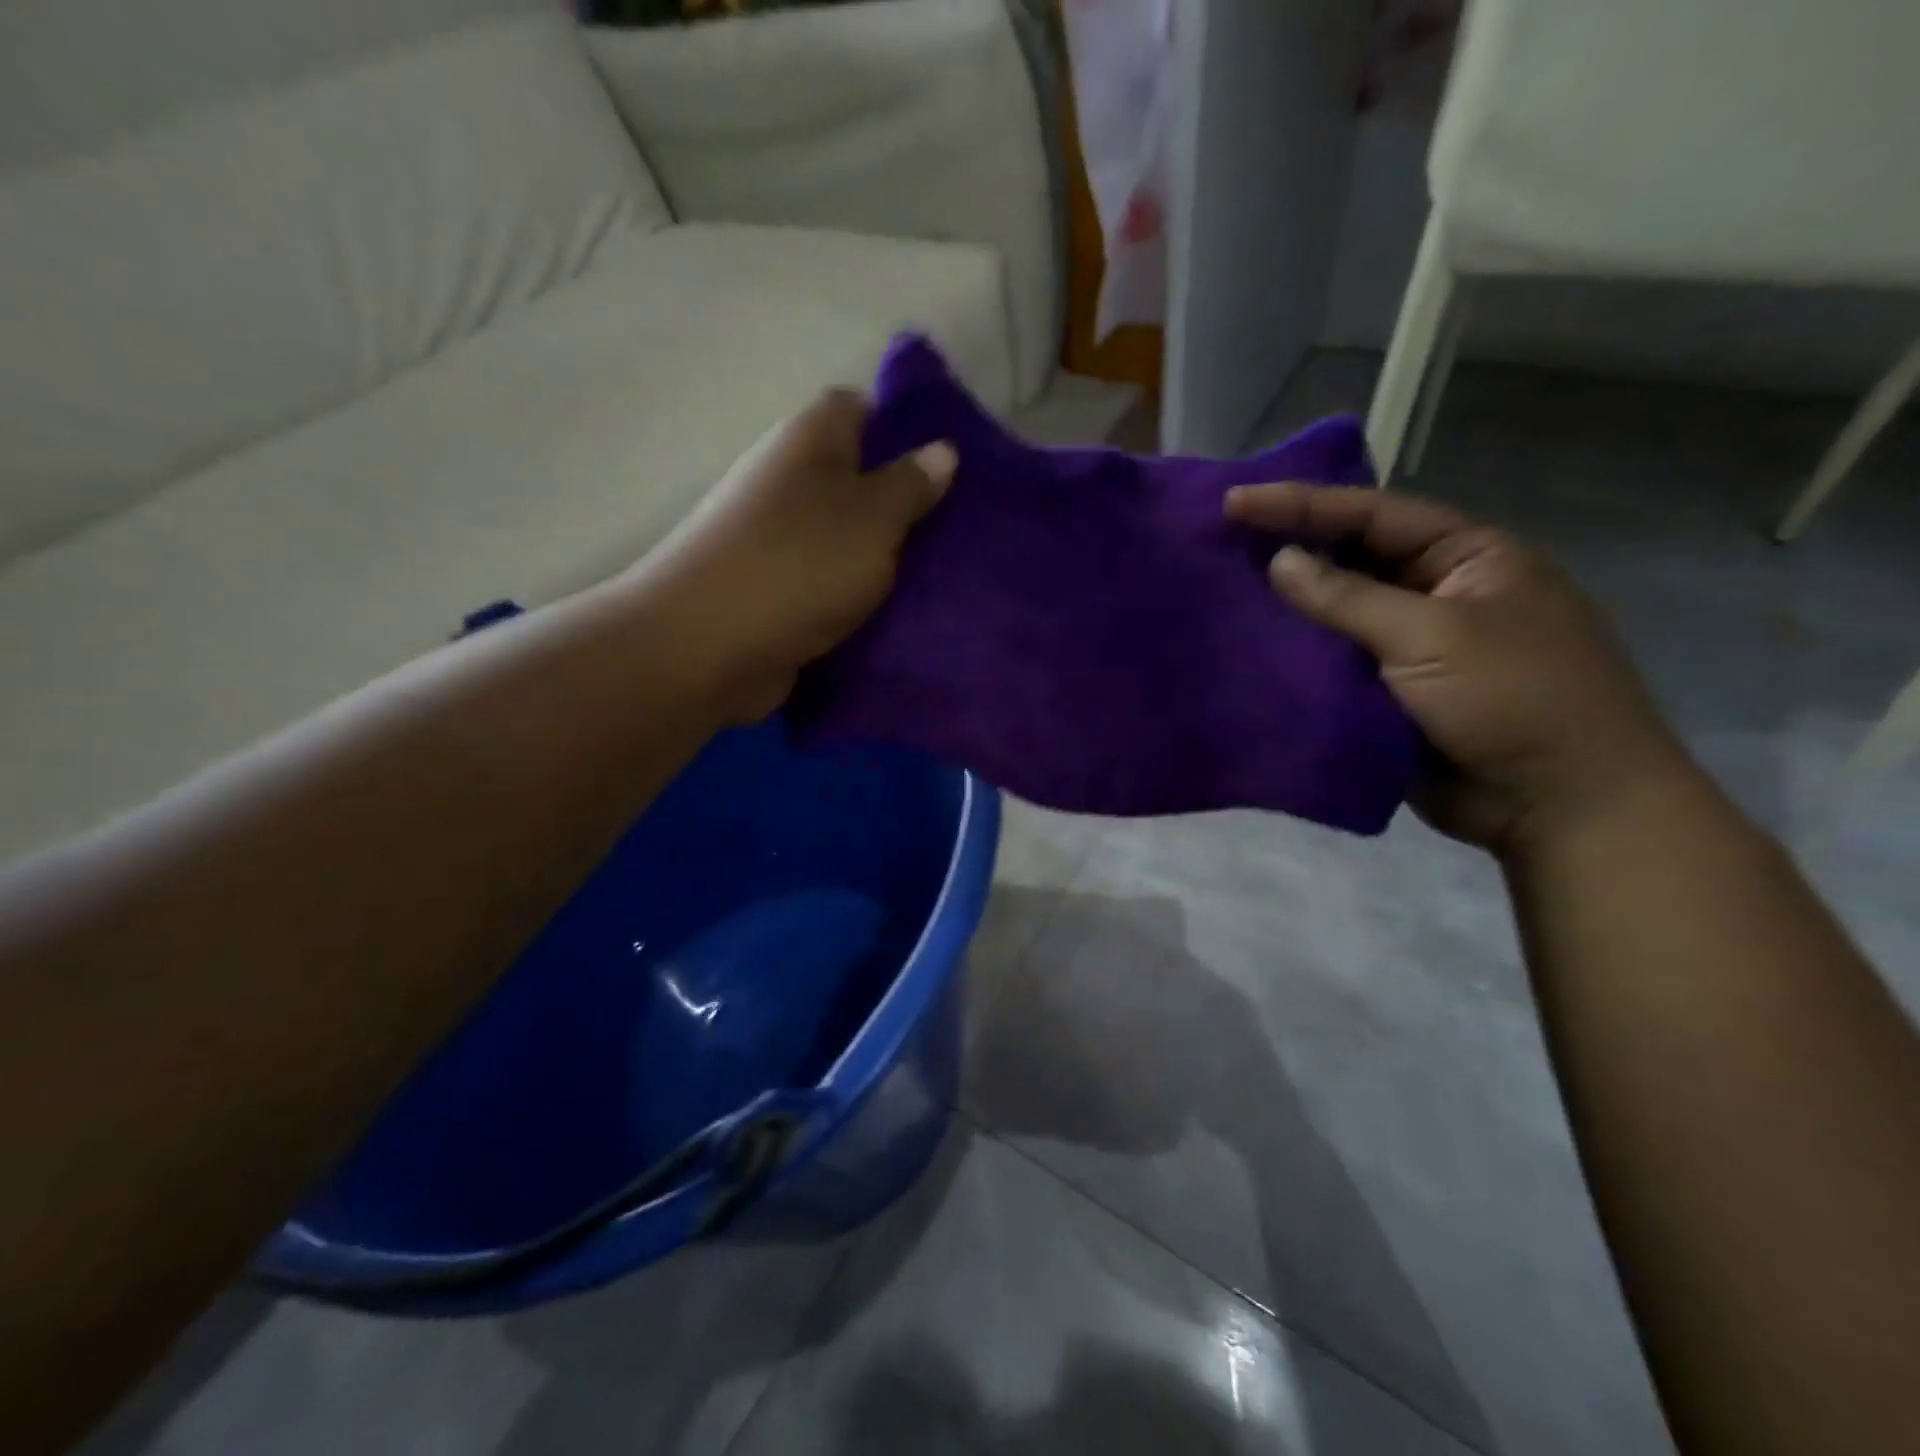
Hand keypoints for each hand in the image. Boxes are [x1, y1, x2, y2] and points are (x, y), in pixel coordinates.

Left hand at [632, 391, 954, 721]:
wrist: (708, 646)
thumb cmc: (799, 565)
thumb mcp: (873, 518)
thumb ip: (910, 485)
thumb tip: (942, 449)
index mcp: (809, 441)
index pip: (859, 408)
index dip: (903, 429)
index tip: (946, 465)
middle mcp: (786, 479)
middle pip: (853, 477)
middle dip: (901, 502)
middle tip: (953, 529)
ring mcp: (774, 537)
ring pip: (842, 534)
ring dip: (880, 554)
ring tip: (935, 575)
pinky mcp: (772, 588)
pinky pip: (826, 579)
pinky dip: (855, 593)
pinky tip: (894, 611)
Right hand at [1224, 483, 1690, 852]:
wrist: (1559, 805)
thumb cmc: (1514, 698)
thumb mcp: (1434, 634)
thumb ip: (1348, 598)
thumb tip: (1279, 561)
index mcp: (1466, 557)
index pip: (1373, 515)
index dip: (1302, 505)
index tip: (1236, 503)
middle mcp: (1435, 592)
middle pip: (1351, 559)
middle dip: (1289, 550)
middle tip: (1220, 541)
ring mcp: (1410, 646)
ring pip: (1336, 615)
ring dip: (1287, 608)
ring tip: (1221, 593)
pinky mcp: (1387, 694)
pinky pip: (1333, 665)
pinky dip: (1296, 658)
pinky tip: (1250, 649)